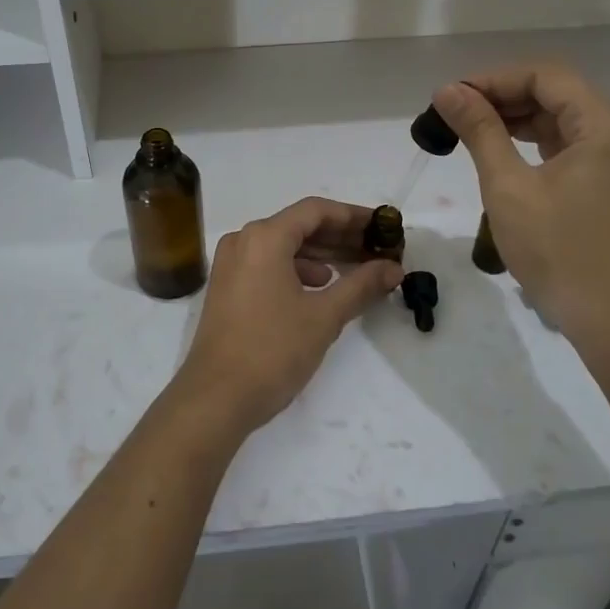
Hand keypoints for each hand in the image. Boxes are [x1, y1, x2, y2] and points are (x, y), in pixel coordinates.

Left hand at [173, 198, 402, 434]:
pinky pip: (269, 264)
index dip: (354, 216)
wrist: (215, 398)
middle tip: (378, 249)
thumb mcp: (324, 316)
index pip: (316, 211)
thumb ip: (361, 285)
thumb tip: (394, 268)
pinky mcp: (227, 287)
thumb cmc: (272, 350)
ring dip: (322, 254)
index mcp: (264, 237)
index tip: (384, 227)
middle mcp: (244, 240)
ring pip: (284, 246)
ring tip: (357, 269)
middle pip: (300, 226)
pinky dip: (298, 270)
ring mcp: (231, 264)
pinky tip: (320, 287)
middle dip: (341, 236)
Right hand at [432, 66, 609, 360]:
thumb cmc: (557, 250)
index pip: (545, 76)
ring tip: (469, 129)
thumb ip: (480, 131)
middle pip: (556, 92)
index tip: (452, 96)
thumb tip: (448, 91)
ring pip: (562, 117)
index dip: (494, 79)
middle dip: (503, 97)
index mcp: (605, 124)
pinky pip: (570, 143)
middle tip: (454, 113)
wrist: (609, 317)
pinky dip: (534, 141)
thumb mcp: (508, 186)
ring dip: (516, 118)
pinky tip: (501, 150)